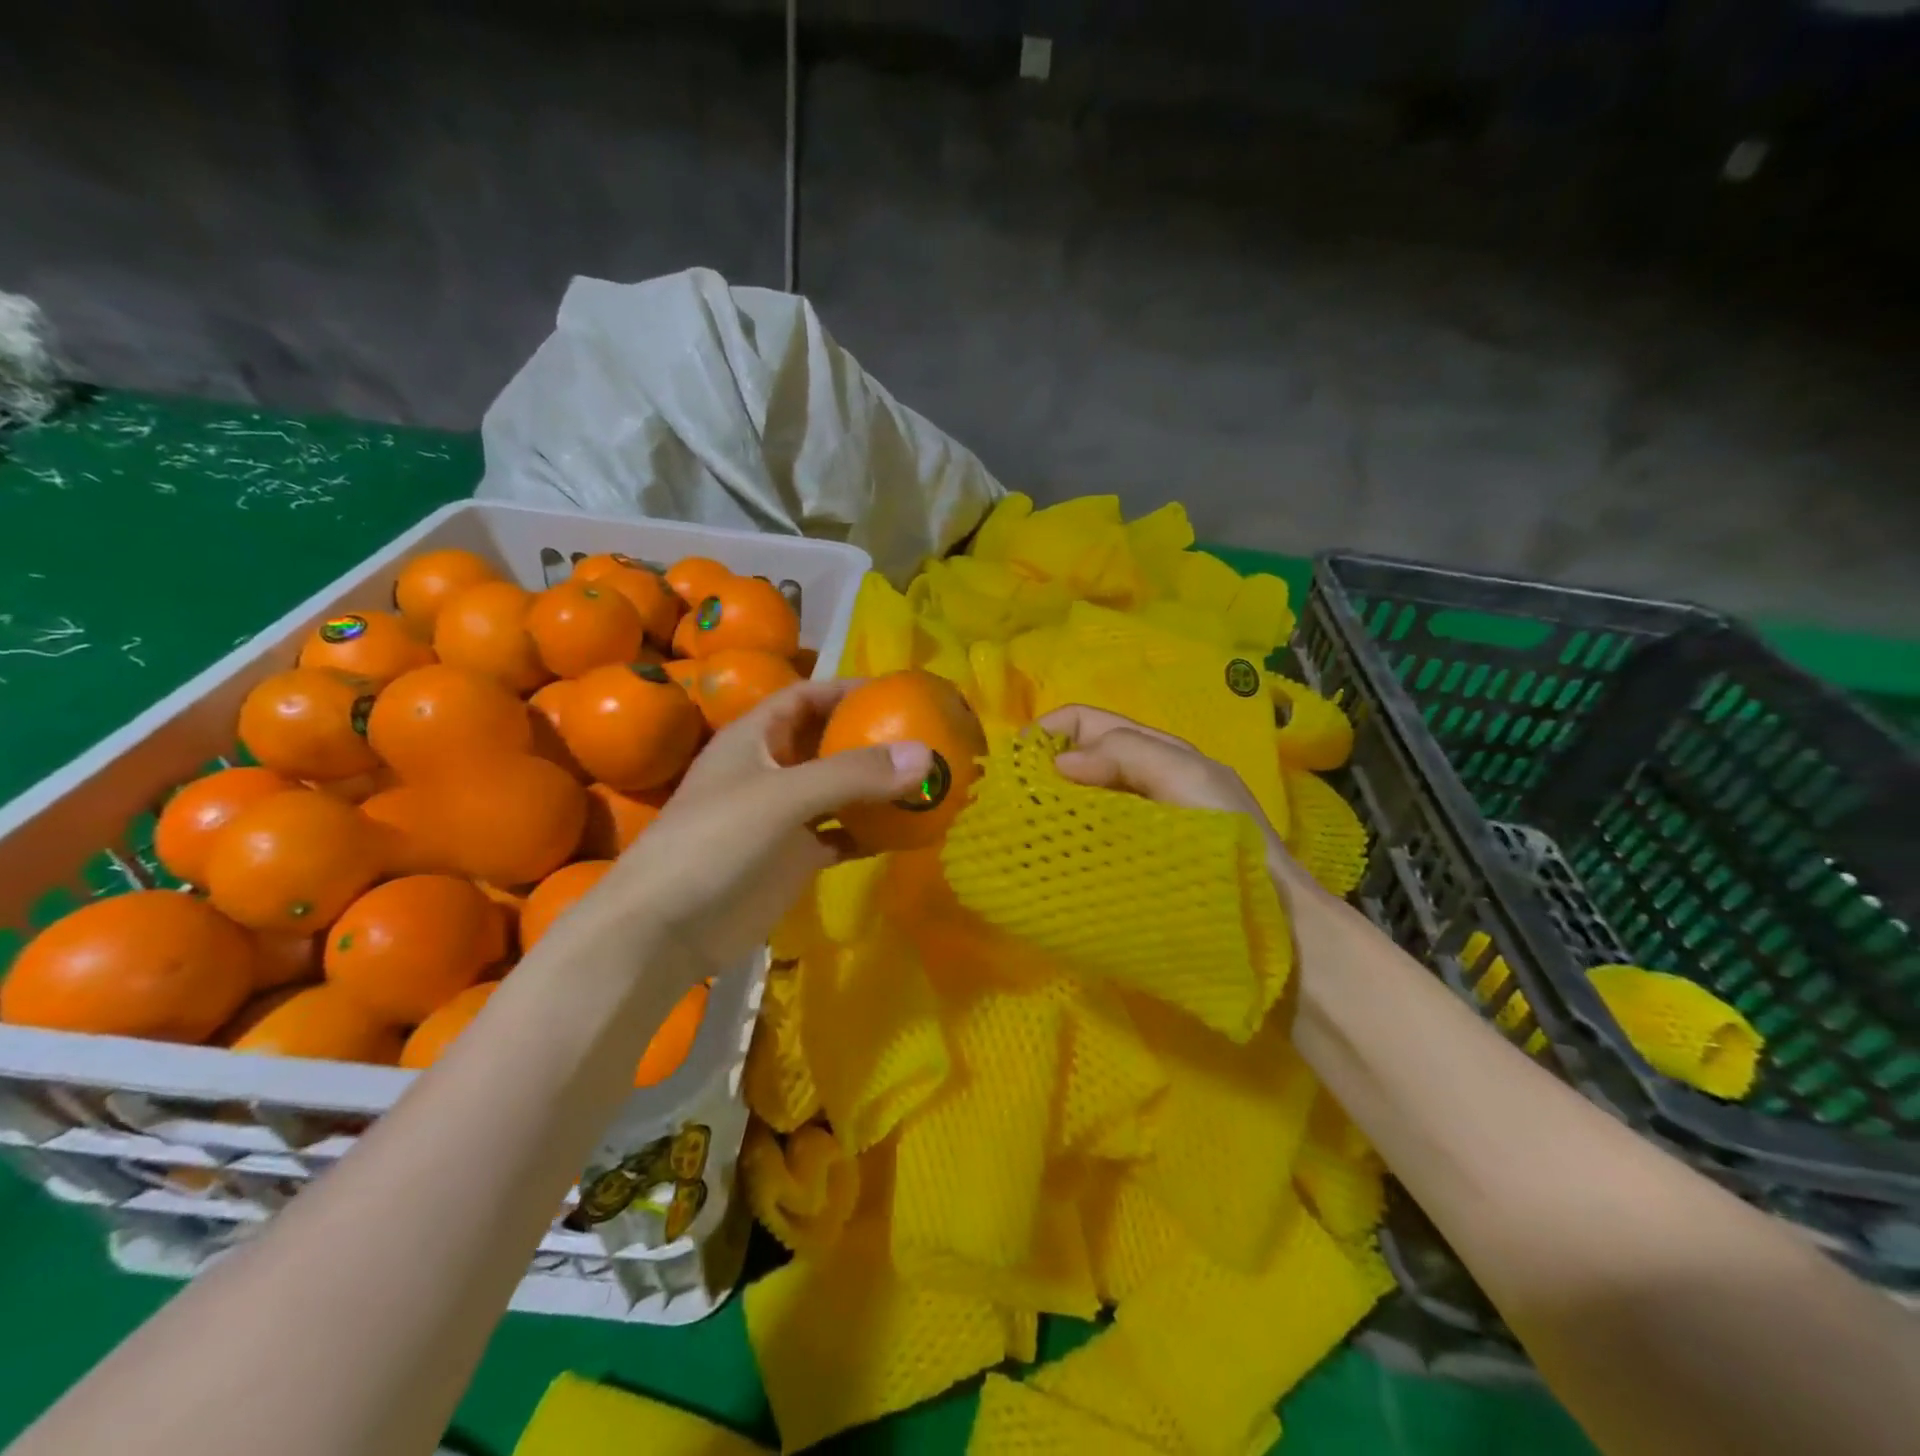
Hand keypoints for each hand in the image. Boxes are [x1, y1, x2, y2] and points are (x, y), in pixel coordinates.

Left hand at [583, 679, 932, 979]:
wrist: (666, 931)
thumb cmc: (714, 844)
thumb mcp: (783, 797)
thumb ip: (853, 774)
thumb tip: (927, 754)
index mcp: (754, 739)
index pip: (804, 697)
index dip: (846, 689)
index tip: (896, 692)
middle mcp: (769, 771)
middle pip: (826, 742)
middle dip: (870, 738)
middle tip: (924, 737)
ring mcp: (781, 817)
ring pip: (837, 790)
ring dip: (874, 787)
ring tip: (924, 782)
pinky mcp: (791, 858)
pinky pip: (839, 834)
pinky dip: (868, 831)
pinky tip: (904, 834)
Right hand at [1037, 704, 1320, 902]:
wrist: (1271, 919)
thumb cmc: (1228, 838)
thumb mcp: (1185, 776)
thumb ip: (1125, 754)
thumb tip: (1059, 763)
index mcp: (1154, 753)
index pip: (1086, 722)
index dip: (1050, 730)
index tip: (1016, 761)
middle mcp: (1140, 782)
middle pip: (1077, 759)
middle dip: (1041, 769)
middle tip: (1011, 798)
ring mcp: (1134, 826)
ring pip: (1078, 800)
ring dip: (1049, 806)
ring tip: (1019, 828)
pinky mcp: (1128, 864)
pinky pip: (1086, 840)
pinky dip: (1063, 840)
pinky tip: (1046, 856)